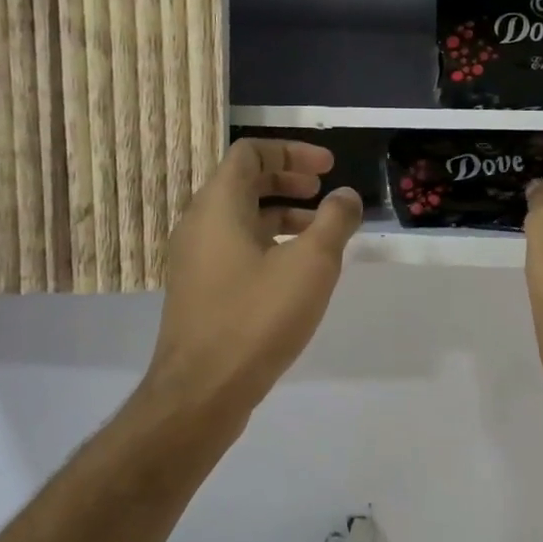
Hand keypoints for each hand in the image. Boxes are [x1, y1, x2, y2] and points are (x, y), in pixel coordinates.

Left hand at [146, 139, 363, 415]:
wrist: (202, 390)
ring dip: (281, 215)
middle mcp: (199, 224)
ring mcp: (195, 259)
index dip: (292, 151)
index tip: (328, 168)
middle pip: (244, 182)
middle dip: (288, 180)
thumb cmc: (257, 317)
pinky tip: (296, 272)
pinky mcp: (200, 290)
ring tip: (320, 233)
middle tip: (324, 192)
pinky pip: (235, 248)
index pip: (250, 153)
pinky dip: (268, 244)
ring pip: (240, 219)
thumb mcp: (311, 264)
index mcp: (218, 205)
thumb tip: (346, 195)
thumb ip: (334, 221)